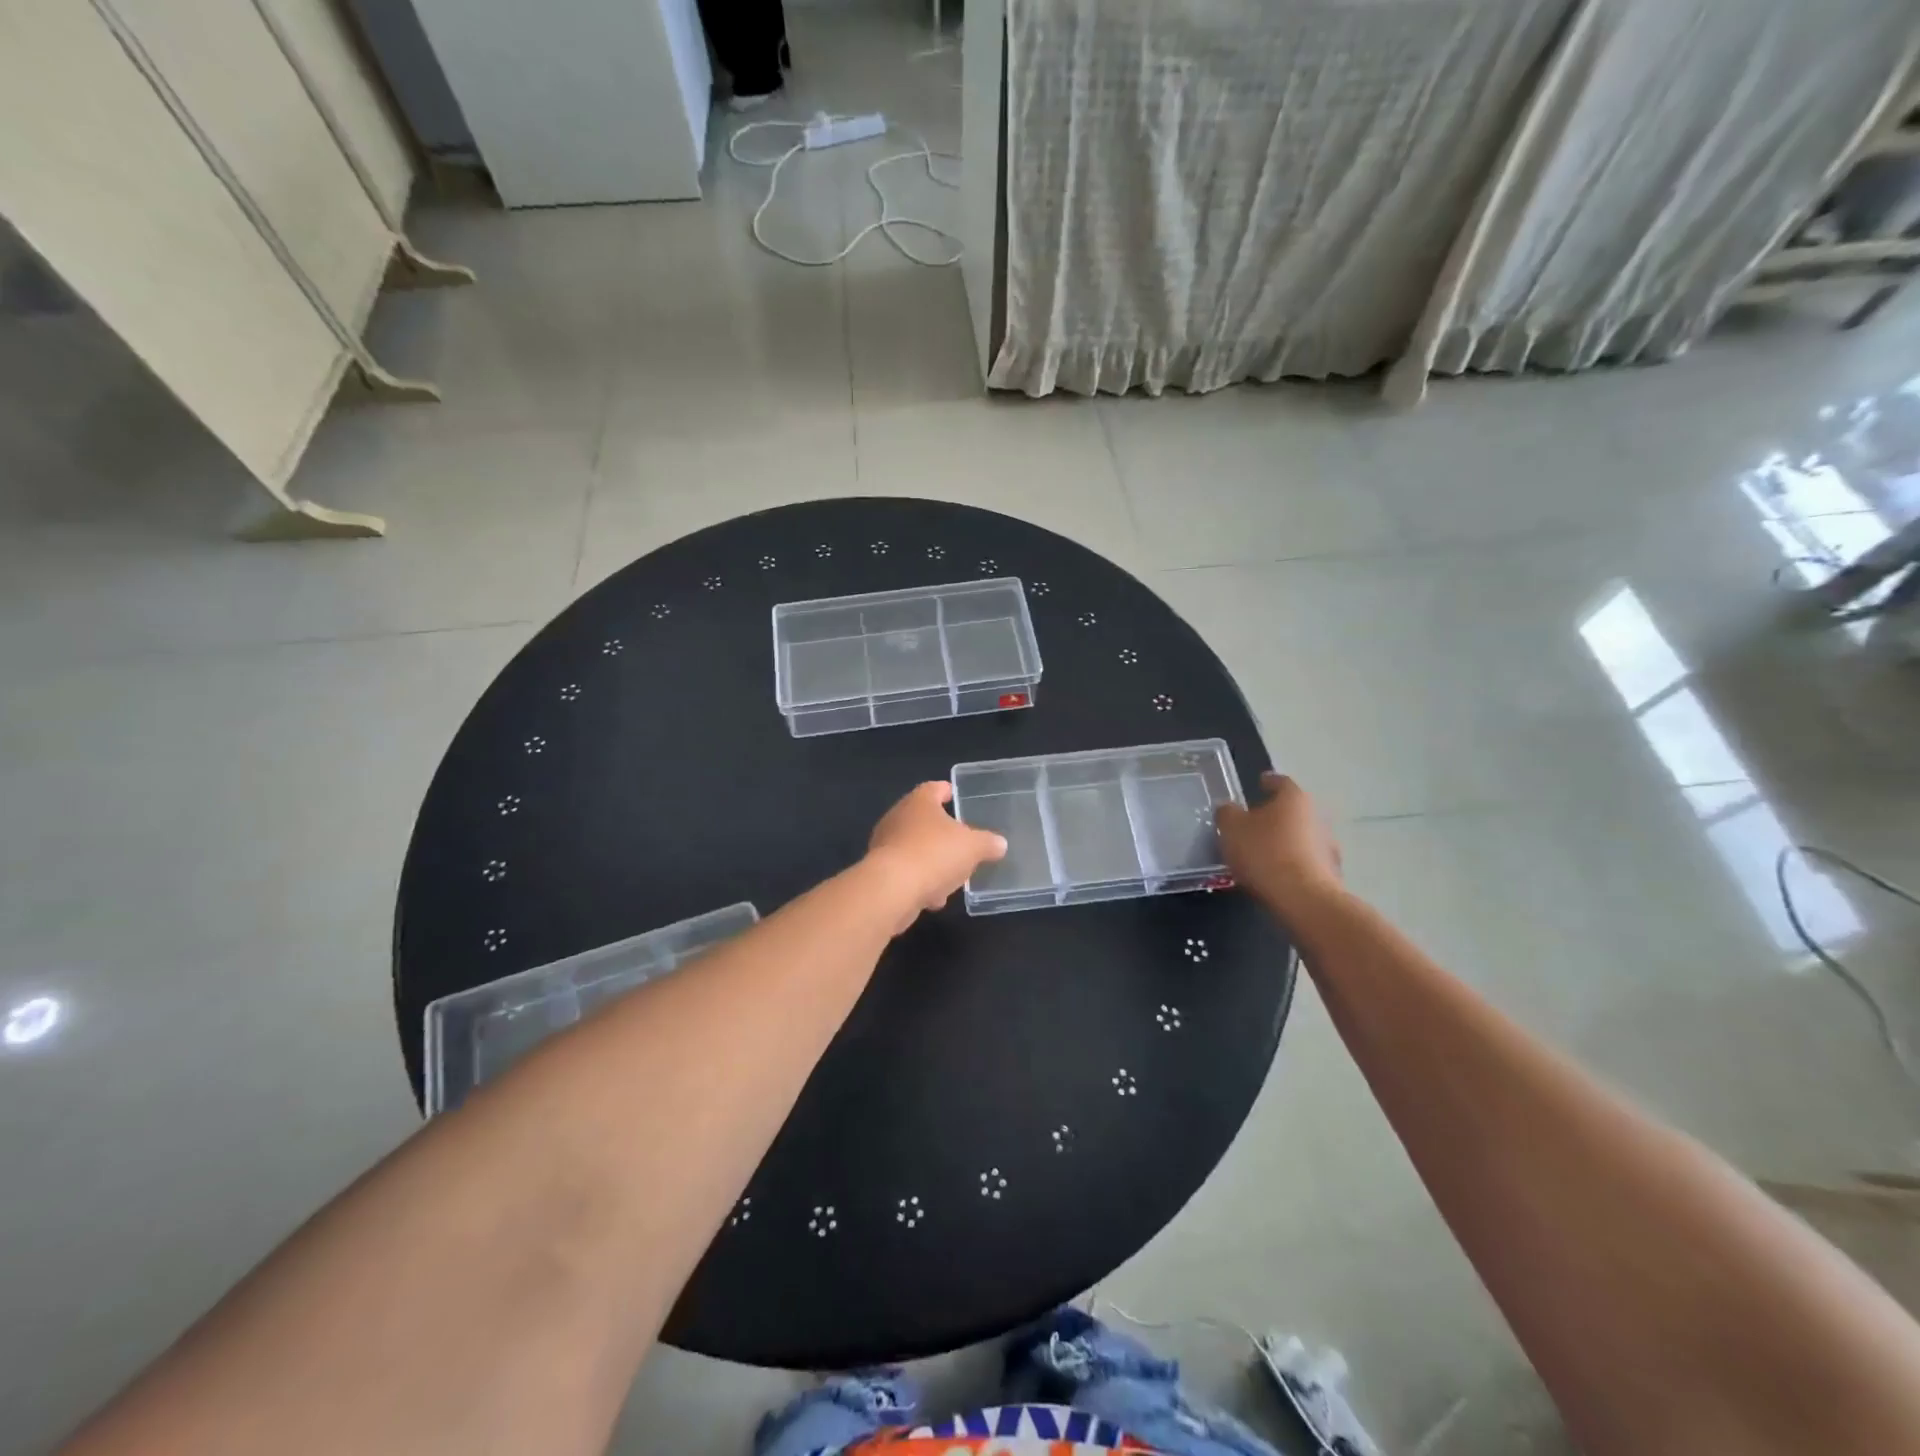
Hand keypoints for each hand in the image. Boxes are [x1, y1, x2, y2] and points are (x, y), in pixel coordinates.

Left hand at [866, 781, 1007, 929]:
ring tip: (951, 875)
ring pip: (914, 848)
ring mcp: (885, 845)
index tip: (955, 795)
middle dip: (941, 832)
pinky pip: (906, 872)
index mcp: (919, 802)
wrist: (892, 889)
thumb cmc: (934, 854)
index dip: (946, 790)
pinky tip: (933, 897)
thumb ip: (988, 843)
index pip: (934, 788)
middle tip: (960, 840)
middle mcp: (898, 817)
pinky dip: (920, 882)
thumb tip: (999, 844)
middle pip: (923, 819)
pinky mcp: (879, 872)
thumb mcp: (973, 847)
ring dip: (931, 861)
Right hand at [1215, 772, 1342, 920]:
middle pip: (1293, 809)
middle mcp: (1317, 815)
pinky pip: (1306, 860)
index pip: (1280, 782)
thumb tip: (1229, 809)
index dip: (1267, 782)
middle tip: (1254, 822)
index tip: (1258, 784)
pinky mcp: (1331, 872)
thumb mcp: (1231, 829)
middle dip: (1275, 814)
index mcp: (1293, 798)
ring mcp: (1328, 845)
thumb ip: (1227, 813)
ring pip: (1301, 835)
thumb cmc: (1264, 853)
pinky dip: (1293, 862)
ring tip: (1263, 852)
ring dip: (1285, 840)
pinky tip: (1276, 873)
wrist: (1303, 899)